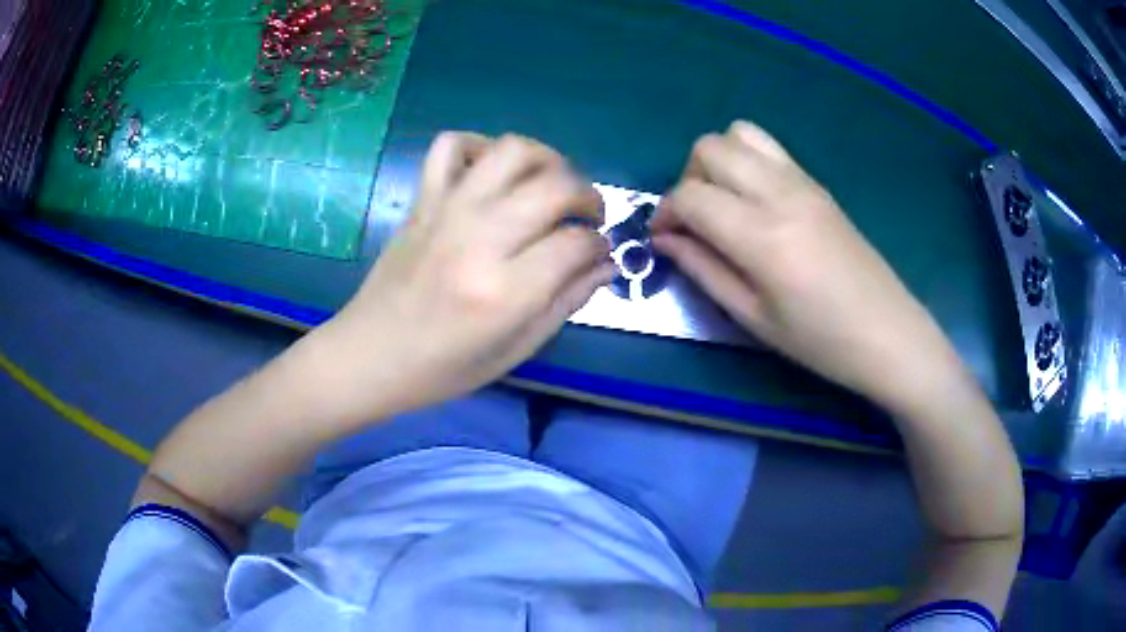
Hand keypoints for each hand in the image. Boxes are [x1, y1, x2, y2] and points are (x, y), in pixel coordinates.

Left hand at [312, 132, 613, 422]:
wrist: (370, 355)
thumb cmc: (443, 368)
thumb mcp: (515, 351)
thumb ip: (566, 303)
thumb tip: (604, 265)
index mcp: (505, 291)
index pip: (577, 243)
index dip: (599, 245)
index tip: (598, 254)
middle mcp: (479, 239)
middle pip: (555, 186)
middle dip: (588, 195)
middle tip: (587, 216)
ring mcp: (447, 211)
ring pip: (512, 151)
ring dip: (546, 159)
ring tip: (550, 184)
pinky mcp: (423, 201)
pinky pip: (450, 145)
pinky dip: (478, 146)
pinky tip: (491, 173)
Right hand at [652, 121, 962, 409]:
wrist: (888, 333)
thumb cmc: (820, 340)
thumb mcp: (753, 318)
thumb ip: (704, 270)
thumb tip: (666, 240)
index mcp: (762, 236)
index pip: (691, 195)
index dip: (665, 213)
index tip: (665, 239)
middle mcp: (780, 193)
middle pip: (710, 148)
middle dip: (688, 178)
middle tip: (697, 221)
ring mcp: (803, 182)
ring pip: (740, 134)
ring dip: (719, 161)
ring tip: (725, 203)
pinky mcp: (818, 184)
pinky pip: (770, 148)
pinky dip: (747, 161)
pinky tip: (755, 202)